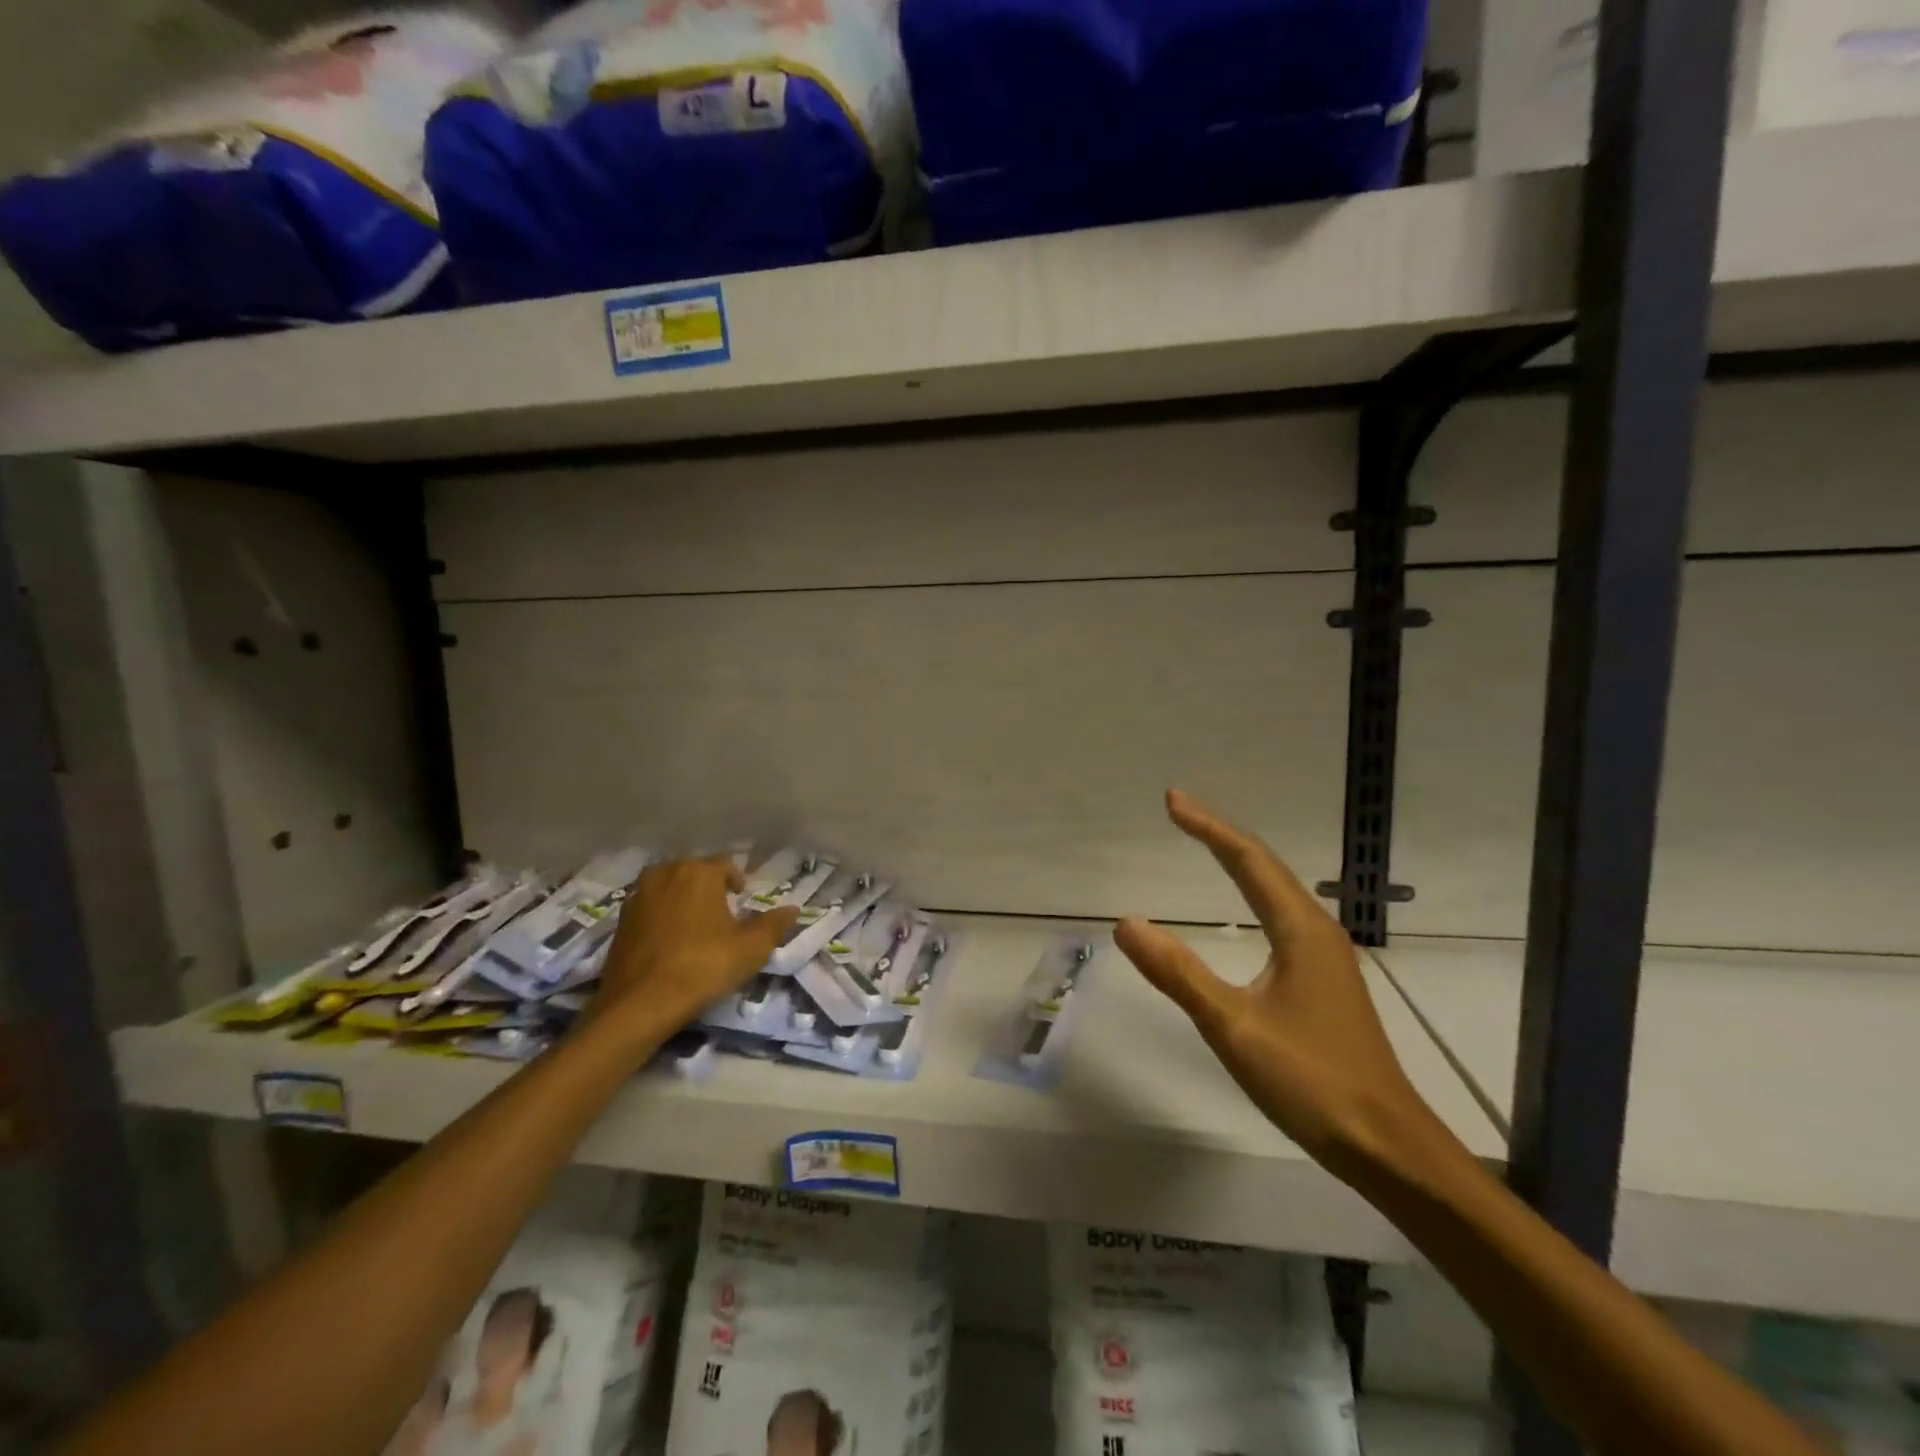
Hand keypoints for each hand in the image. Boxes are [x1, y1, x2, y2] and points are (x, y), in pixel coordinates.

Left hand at [587, 858, 799, 1048]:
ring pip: (669, 888)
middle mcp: (666, 873)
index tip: (742, 902)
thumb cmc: (702, 966)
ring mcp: (638, 896)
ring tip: (695, 927)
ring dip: (682, 900)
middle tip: (722, 914)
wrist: (639, 1005)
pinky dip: (661, 917)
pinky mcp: (620, 921)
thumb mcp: (751, 948)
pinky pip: (650, 908)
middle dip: (709, 888)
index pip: (726, 865)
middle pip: (694, 873)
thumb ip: (774, 925)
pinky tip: (670, 942)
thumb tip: (792, 909)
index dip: (738, 882)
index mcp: (698, 872)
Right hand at [1114, 791, 1446, 1185]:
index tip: (1172, 801)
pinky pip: (1282, 916)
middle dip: (1220, 835)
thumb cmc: (1311, 1081)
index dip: (1208, 827)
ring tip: (1205, 844)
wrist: (1388, 1147)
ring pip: (1277, 891)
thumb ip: (1178, 973)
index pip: (1247, 861)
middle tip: (1179, 812)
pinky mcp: (1325, 982)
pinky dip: (1252, 894)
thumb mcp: (1233, 1026)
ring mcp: (1326, 958)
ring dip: (1238, 862)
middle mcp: (1317, 932)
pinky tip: (1245, 910)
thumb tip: (1127, 923)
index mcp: (1300, 931)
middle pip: (1264, 867)